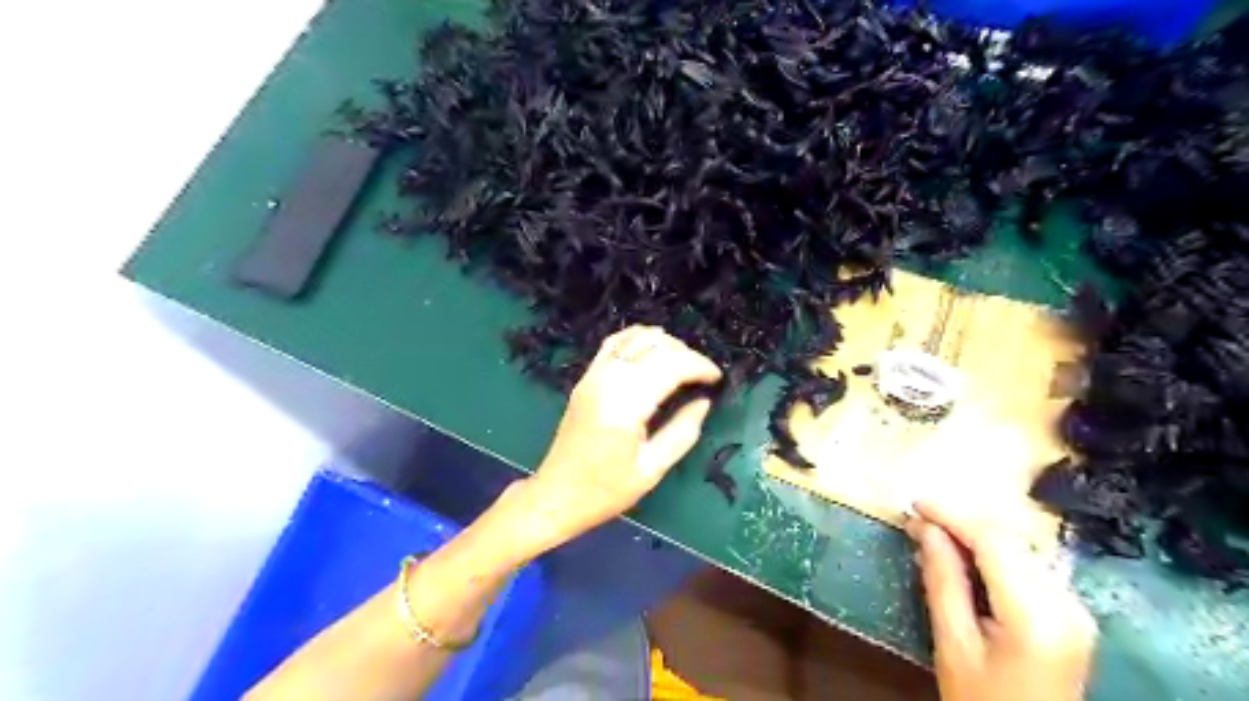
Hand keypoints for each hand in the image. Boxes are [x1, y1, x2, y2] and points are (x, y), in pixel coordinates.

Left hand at [522, 326, 723, 543]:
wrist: (557, 494)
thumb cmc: (606, 490)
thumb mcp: (652, 470)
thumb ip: (682, 432)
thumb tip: (704, 402)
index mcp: (626, 405)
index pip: (671, 366)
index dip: (699, 367)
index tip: (717, 379)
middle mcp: (608, 380)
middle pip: (656, 347)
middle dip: (686, 354)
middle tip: (703, 376)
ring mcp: (593, 375)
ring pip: (635, 338)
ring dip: (665, 344)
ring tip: (683, 362)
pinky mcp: (586, 378)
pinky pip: (613, 343)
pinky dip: (637, 338)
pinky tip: (652, 348)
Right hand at [909, 498, 1094, 700]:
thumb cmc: (981, 700)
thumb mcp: (952, 643)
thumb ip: (942, 580)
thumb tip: (925, 528)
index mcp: (1037, 616)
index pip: (994, 543)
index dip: (952, 516)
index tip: (914, 505)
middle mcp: (1066, 604)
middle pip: (1011, 541)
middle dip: (962, 523)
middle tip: (918, 521)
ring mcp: (1075, 609)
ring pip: (1020, 548)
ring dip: (976, 536)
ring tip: (935, 536)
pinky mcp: (1072, 613)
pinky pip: (1028, 565)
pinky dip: (993, 554)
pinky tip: (965, 557)